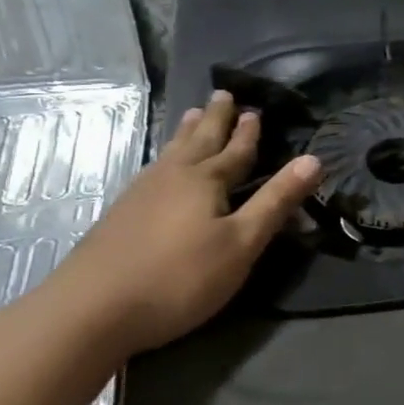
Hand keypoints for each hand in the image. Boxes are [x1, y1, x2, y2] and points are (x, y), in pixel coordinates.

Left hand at [45, 91, 321, 355]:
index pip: (236, 151)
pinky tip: (160, 166)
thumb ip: (276, 201)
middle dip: (215, 119)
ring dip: (187, 133)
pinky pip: (153, 169)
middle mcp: (172, 178)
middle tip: (223, 94)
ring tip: (193, 115)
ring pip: (172, 153)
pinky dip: (166, 157)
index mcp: (205, 181)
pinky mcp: (120, 215)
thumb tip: (314, 159)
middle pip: (199, 141)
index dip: (248, 133)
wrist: (89, 311)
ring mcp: (140, 195)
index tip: (255, 110)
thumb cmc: (179, 277)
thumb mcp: (242, 243)